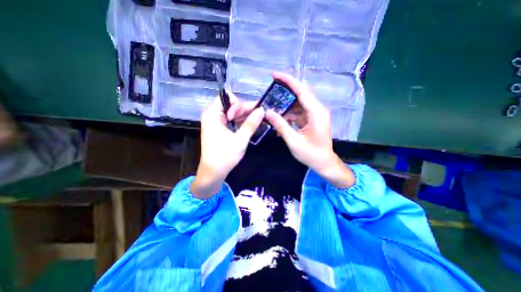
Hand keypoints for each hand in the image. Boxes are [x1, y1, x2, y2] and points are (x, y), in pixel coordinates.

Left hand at [191, 92, 265, 198]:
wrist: (213, 173)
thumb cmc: (224, 156)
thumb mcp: (240, 140)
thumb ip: (251, 124)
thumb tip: (262, 110)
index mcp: (213, 115)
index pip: (226, 97)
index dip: (237, 104)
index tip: (242, 116)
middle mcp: (213, 116)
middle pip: (231, 105)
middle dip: (245, 110)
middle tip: (260, 115)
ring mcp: (217, 123)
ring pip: (233, 113)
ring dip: (245, 116)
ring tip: (259, 120)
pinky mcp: (221, 129)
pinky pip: (233, 121)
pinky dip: (242, 122)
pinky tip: (252, 125)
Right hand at [265, 72, 353, 187]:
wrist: (324, 163)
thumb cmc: (311, 154)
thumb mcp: (294, 141)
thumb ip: (281, 125)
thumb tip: (267, 112)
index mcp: (316, 113)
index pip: (301, 91)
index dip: (288, 81)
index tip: (274, 75)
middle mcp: (317, 110)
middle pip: (300, 94)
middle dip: (285, 91)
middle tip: (270, 90)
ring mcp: (314, 114)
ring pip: (298, 103)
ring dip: (285, 105)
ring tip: (271, 107)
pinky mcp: (311, 119)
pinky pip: (298, 112)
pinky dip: (288, 114)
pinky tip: (279, 119)